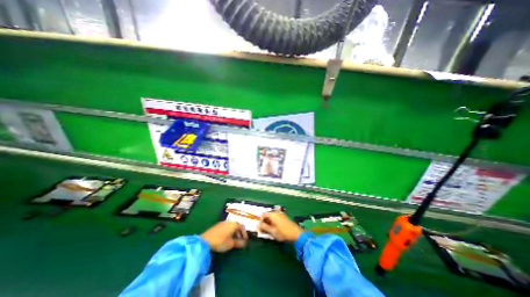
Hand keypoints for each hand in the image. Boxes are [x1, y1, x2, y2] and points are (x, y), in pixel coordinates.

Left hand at [201, 222, 248, 251]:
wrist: (205, 240)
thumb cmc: (220, 242)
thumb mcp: (231, 244)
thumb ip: (239, 243)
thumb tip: (245, 243)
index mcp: (234, 225)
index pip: (242, 227)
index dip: (244, 234)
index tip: (245, 240)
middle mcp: (229, 222)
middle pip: (237, 225)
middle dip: (239, 232)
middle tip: (240, 239)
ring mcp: (223, 223)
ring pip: (232, 226)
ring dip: (234, 231)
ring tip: (234, 239)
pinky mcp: (218, 225)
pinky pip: (227, 226)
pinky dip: (229, 231)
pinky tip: (227, 237)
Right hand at [258, 211, 302, 240]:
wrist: (296, 233)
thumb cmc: (283, 232)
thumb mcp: (272, 231)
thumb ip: (264, 227)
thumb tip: (258, 225)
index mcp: (272, 214)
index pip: (263, 215)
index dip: (260, 221)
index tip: (259, 228)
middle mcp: (276, 212)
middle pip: (267, 215)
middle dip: (264, 222)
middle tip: (263, 230)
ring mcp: (280, 214)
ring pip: (272, 217)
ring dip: (269, 223)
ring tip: (269, 230)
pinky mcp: (284, 217)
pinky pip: (276, 218)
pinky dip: (273, 222)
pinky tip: (274, 228)